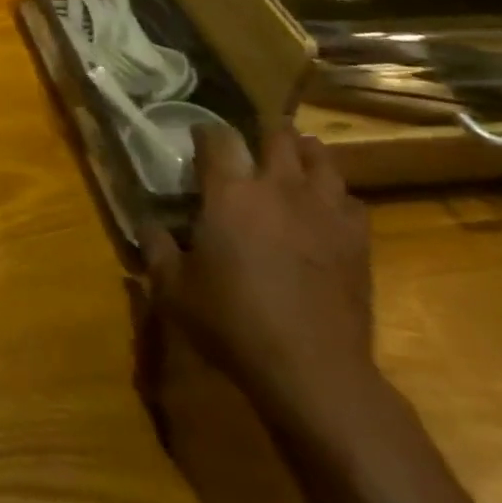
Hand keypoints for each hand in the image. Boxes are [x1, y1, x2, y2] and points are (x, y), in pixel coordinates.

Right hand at [139, 120, 373, 428]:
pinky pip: (350, 198)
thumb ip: (155, 247)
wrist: (312, 370)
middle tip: (250, 148)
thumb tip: (145, 221)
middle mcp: (277, 186)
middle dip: (262, 134)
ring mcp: (322, 209)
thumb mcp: (173, 290)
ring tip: (292, 163)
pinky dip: (335, 196)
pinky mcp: (356, 237)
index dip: (205, 132)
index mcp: (229, 191)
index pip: (217, 137)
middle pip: (276, 135)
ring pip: (320, 157)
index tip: (198, 138)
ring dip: (304, 154)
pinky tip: (324, 209)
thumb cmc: (233, 323)